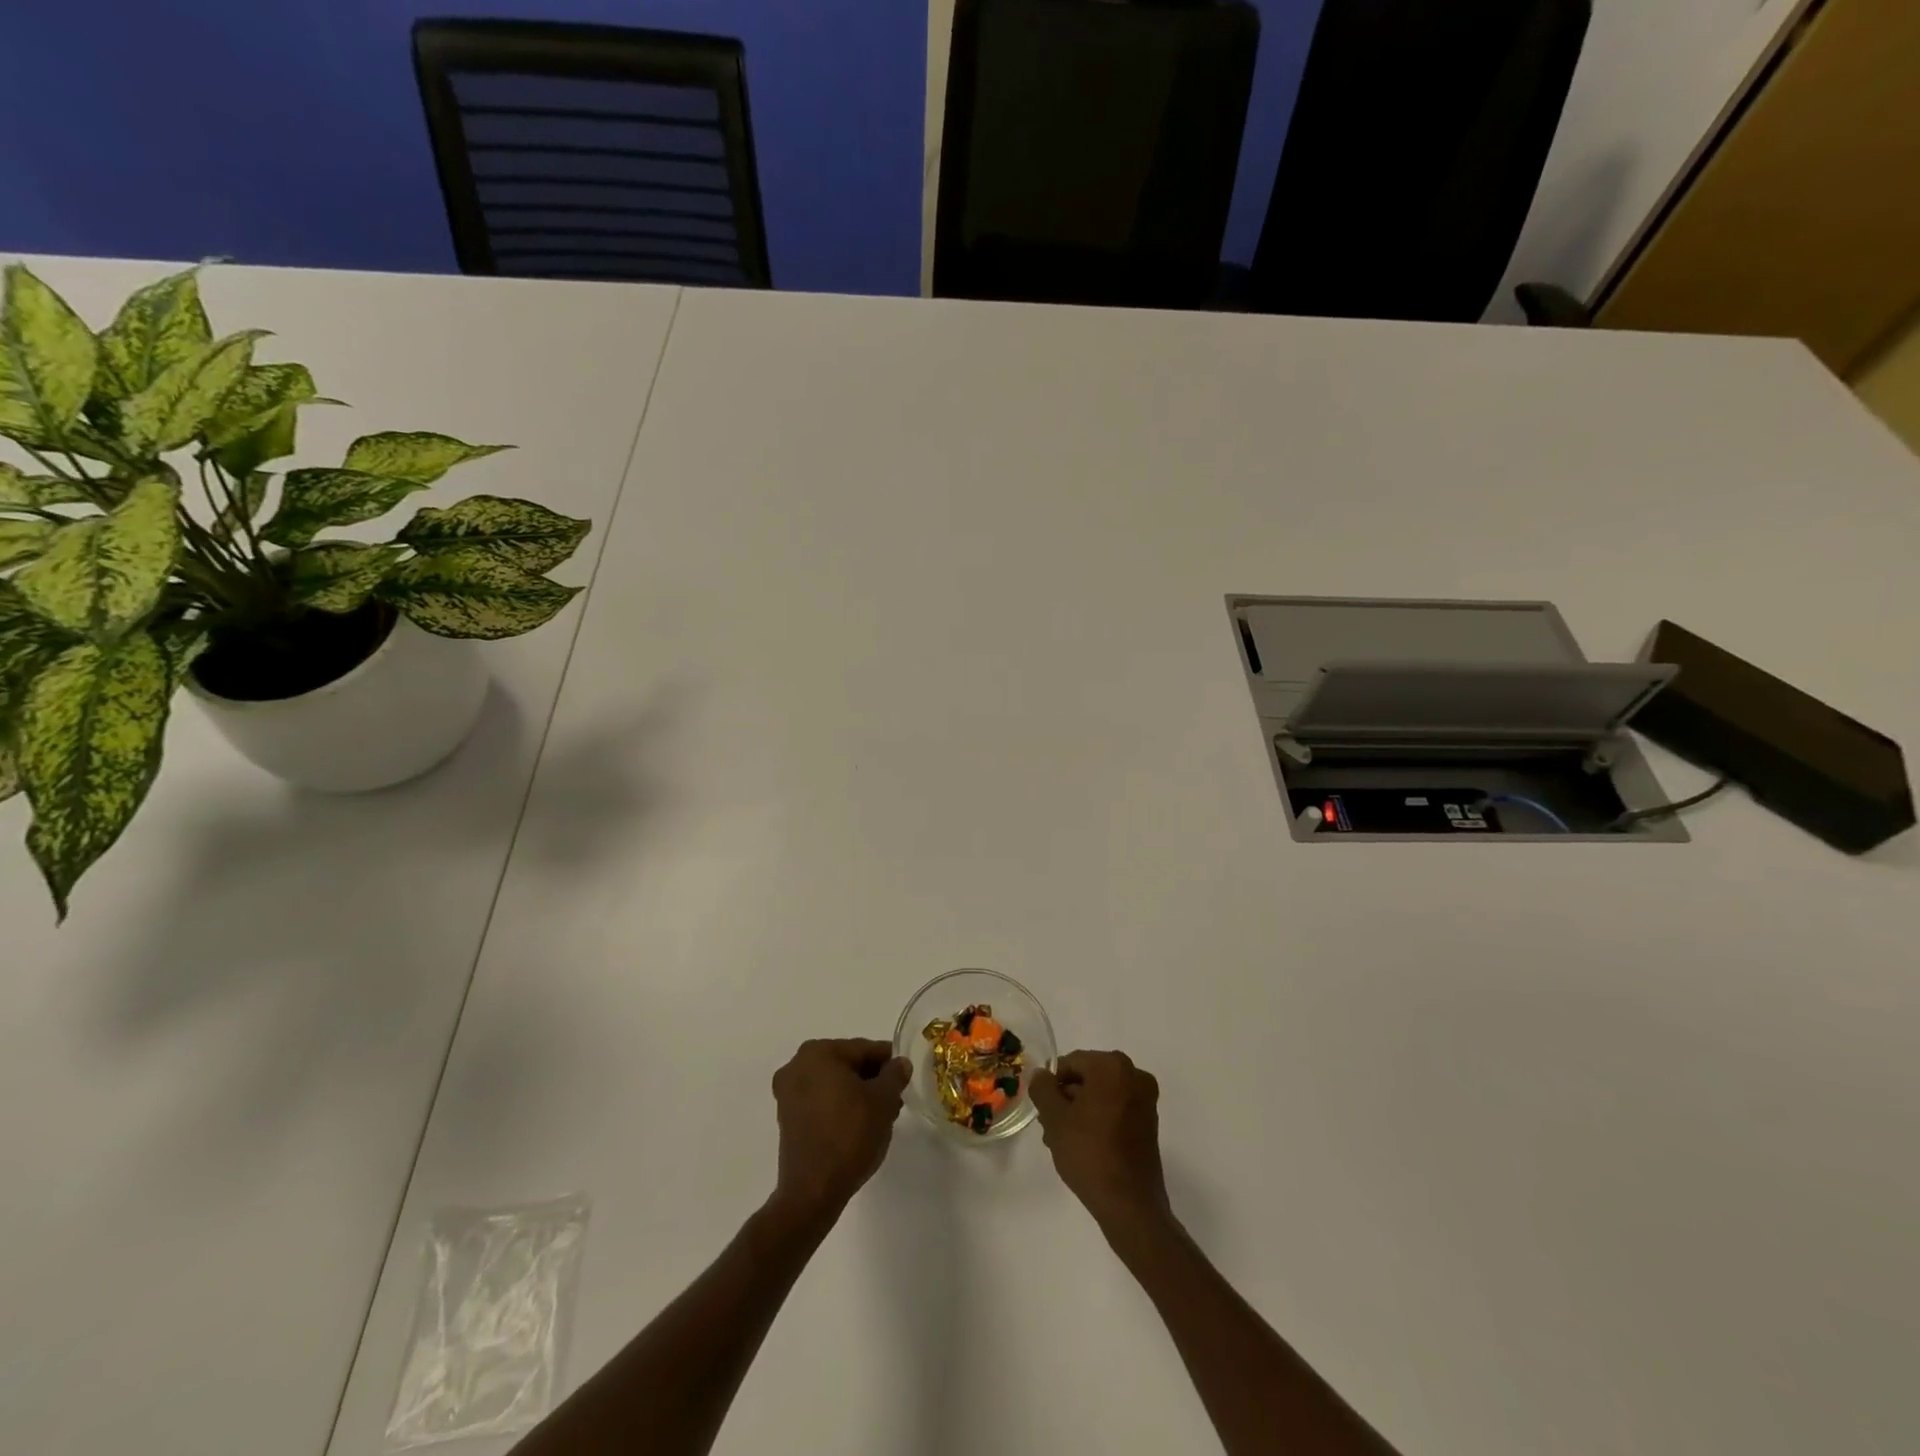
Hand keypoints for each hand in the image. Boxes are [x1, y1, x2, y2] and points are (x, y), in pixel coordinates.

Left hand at [770, 1038, 911, 1219]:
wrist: (813, 1192)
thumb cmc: (849, 1136)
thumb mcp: (883, 1101)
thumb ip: (894, 1075)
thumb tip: (900, 1063)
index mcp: (818, 1052)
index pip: (864, 1049)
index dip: (889, 1062)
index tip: (906, 1076)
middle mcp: (797, 1065)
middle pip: (847, 1065)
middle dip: (873, 1080)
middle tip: (895, 1100)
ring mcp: (788, 1093)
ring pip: (834, 1084)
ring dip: (858, 1095)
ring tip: (881, 1116)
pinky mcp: (787, 1119)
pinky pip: (821, 1102)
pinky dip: (841, 1107)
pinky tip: (860, 1126)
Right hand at [1029, 1050, 1171, 1233]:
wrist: (1130, 1204)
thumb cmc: (1089, 1152)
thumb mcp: (1055, 1118)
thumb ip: (1043, 1089)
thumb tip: (1041, 1075)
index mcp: (1113, 1066)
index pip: (1072, 1062)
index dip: (1052, 1083)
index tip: (1042, 1108)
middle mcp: (1134, 1076)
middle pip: (1088, 1078)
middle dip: (1066, 1099)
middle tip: (1049, 1126)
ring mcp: (1145, 1101)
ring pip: (1101, 1096)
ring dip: (1079, 1111)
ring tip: (1061, 1140)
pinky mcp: (1149, 1124)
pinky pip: (1116, 1110)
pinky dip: (1098, 1120)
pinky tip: (1082, 1145)